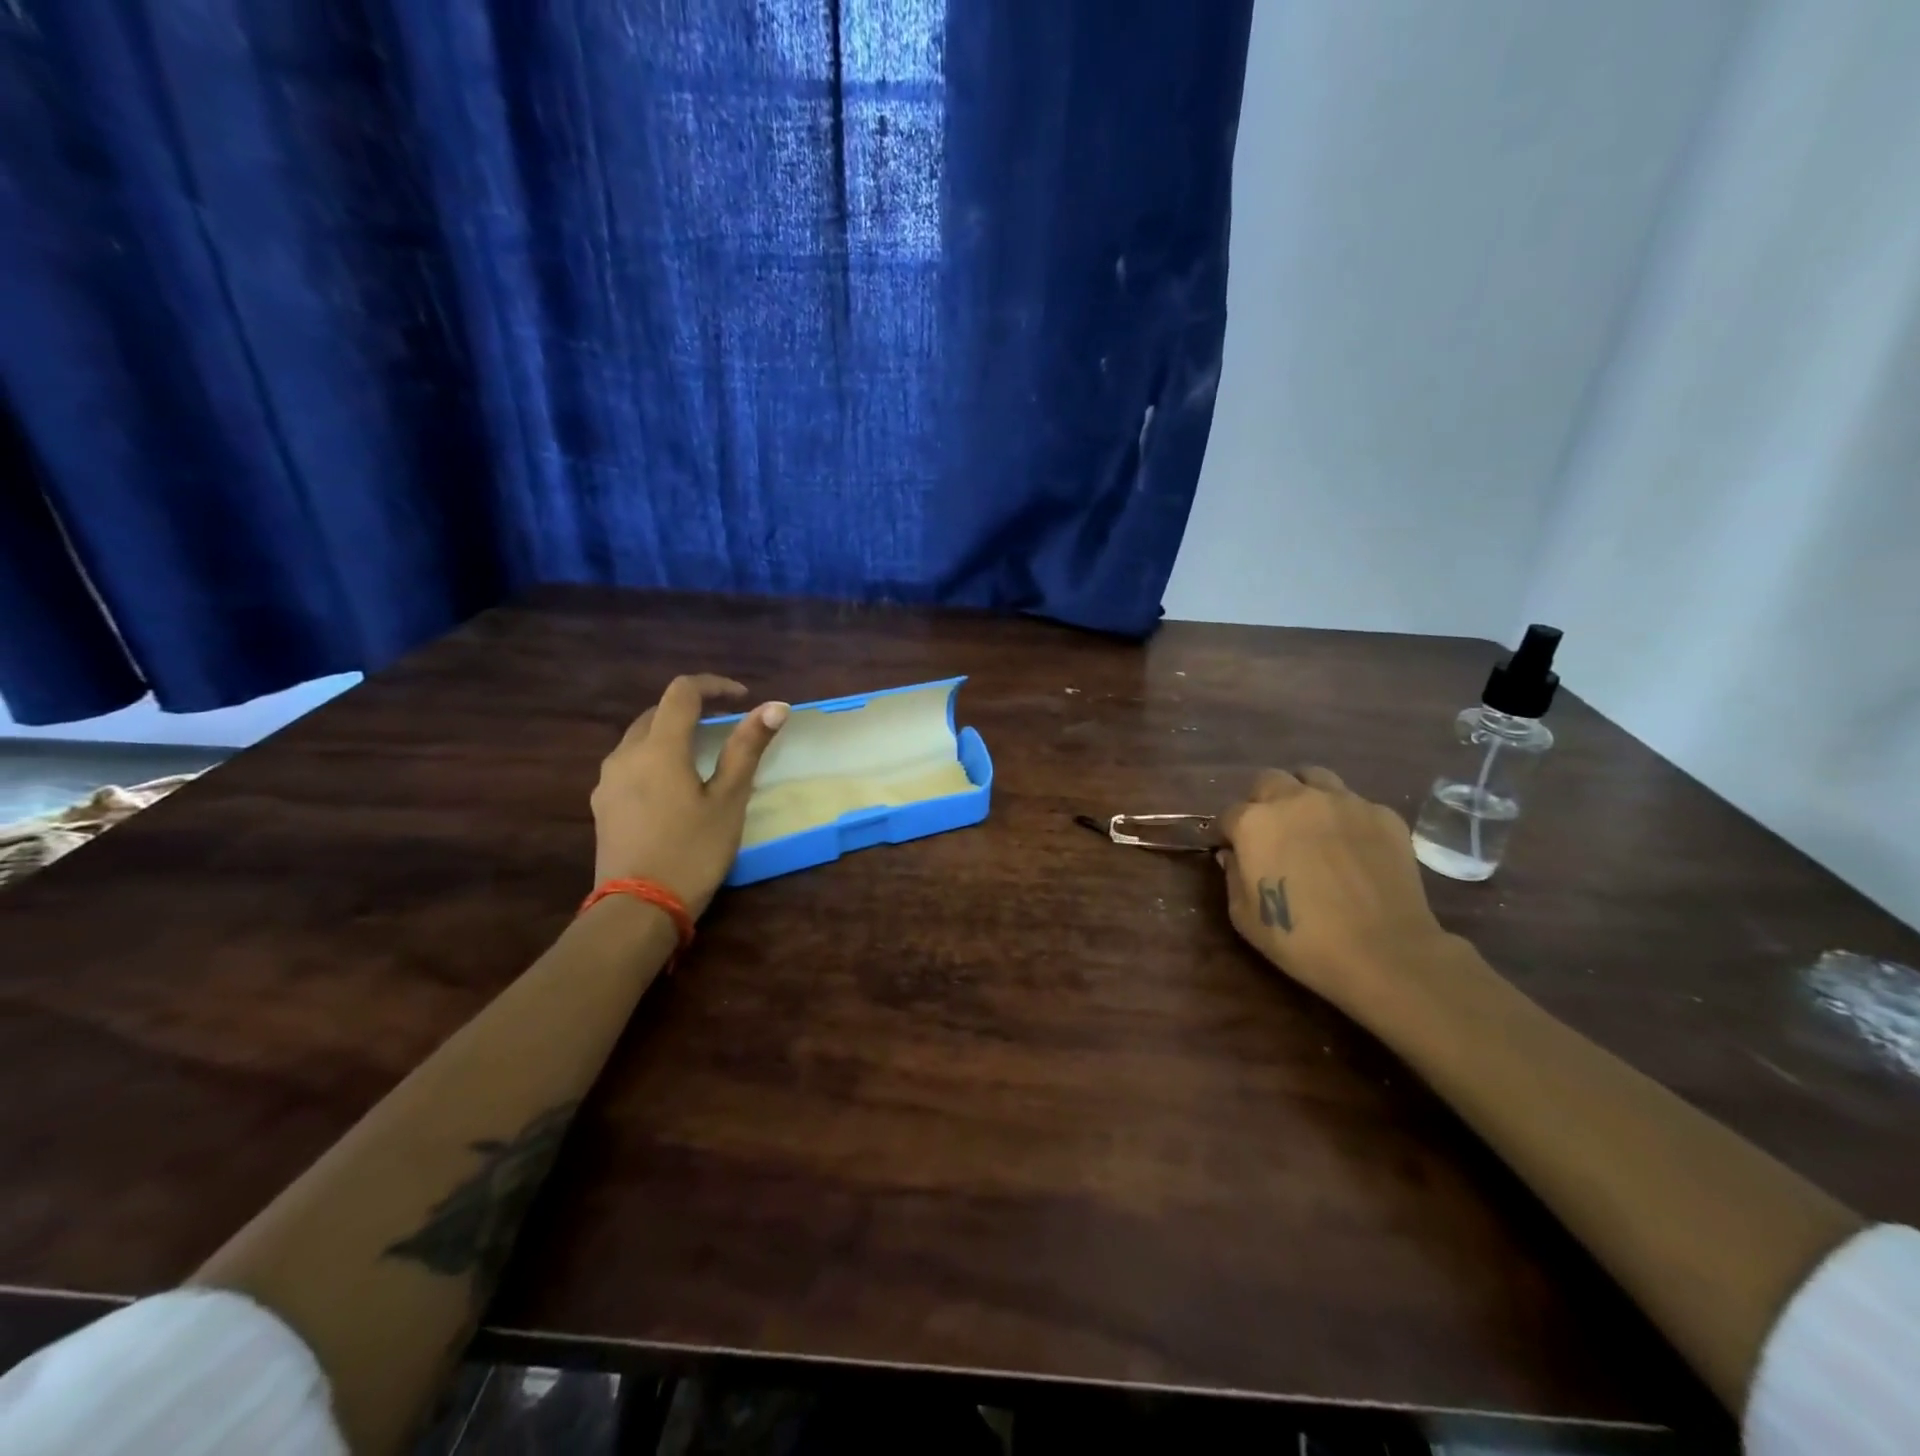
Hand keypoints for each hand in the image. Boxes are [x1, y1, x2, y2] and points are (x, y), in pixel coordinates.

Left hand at [591, 675, 788, 917]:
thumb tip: (775, 706)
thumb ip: (747, 748)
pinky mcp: (602, 806)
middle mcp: (625, 755)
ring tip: (703, 755)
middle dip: (692, 709)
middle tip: (727, 725)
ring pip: (640, 739)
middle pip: (657, 713)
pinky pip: (630, 765)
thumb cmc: (692, 851)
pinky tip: (674, 786)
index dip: (715, 686)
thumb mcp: (729, 800)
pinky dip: (655, 758)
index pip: (682, 692)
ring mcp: (608, 781)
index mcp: (658, 748)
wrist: (638, 910)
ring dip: (671, 734)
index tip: (743, 698)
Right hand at [1216, 768, 1451, 1021]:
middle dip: (1263, 801)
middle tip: (1272, 832)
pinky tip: (1353, 847)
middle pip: (1269, 781)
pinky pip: (1356, 804)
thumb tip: (1232, 855)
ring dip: (1304, 795)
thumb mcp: (1244, 917)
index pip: (1229, 814)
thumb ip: (1232, 876)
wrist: (1383, 952)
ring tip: (1311, 824)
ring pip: (1314, 778)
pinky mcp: (1383, 815)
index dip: (1229, 834)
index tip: (1235, 851)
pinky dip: (1346, 818)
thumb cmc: (1301, 939)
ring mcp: (1343, 802)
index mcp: (1254, 823)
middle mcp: (1295, 799)